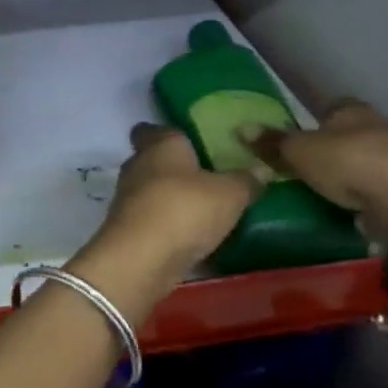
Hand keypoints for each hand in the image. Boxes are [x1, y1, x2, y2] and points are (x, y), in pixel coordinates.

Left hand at [71, 125, 261, 318]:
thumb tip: (260, 170)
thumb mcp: (230, 193)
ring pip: (151, 191)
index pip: (152, 129)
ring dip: (172, 200)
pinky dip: (167, 226)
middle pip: (154, 161)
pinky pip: (151, 220)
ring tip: (204, 211)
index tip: (191, 143)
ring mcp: (127, 199)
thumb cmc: (185, 209)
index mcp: (160, 145)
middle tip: (208, 180)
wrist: (142, 258)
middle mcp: (138, 165)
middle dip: (176, 170)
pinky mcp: (127, 230)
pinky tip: (191, 238)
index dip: (168, 134)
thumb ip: (246, 180)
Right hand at [245, 101, 387, 244]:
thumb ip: (272, 142)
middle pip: (354, 131)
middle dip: (337, 145)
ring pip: (373, 156)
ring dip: (358, 169)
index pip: (334, 106)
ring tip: (334, 189)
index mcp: (354, 110)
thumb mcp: (299, 153)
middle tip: (313, 166)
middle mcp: (383, 124)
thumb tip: (239, 127)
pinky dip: (374, 191)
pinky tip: (360, 206)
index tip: (303, 138)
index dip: (317, 120)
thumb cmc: (348, 164)